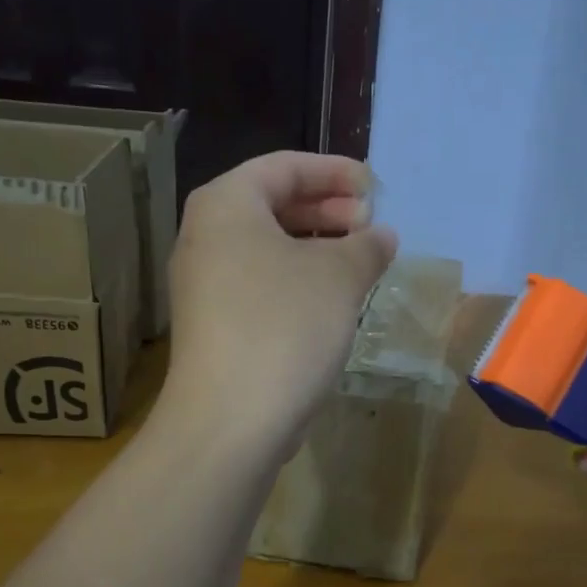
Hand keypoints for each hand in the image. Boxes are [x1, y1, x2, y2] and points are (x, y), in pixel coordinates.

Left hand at [163, 152, 397, 460]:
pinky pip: (261, 283)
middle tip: (370, 225)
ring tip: (360, 262)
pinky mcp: (214, 324)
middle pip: (272, 204)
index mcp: (226, 205)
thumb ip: (366, 246)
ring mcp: (204, 284)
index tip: (375, 188)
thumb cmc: (285, 327)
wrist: (230, 418)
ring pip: (268, 248)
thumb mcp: (339, 277)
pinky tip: (333, 300)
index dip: (335, 172)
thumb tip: (382, 236)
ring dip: (317, 248)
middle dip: (327, 210)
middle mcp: (205, 236)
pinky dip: (298, 280)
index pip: (284, 167)